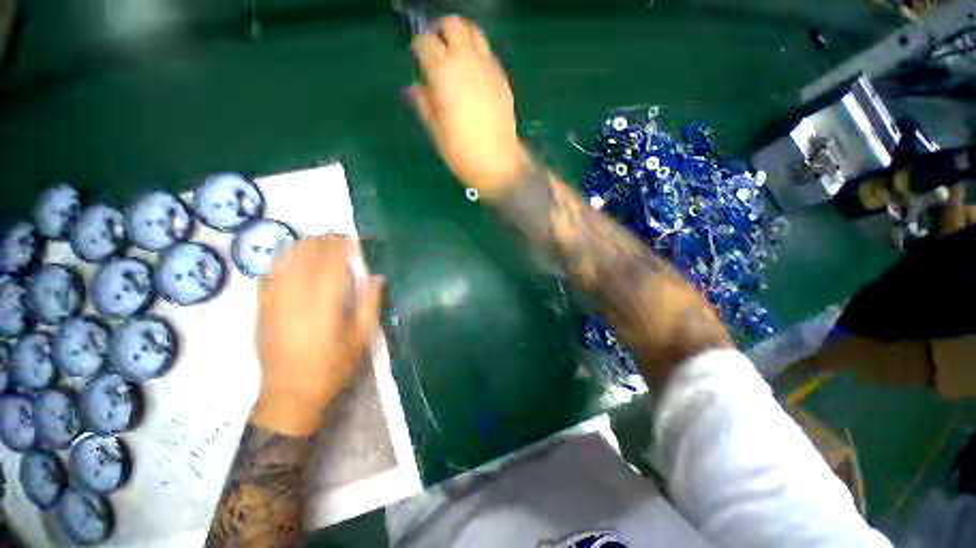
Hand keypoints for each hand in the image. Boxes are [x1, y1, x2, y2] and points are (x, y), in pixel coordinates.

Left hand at [251, 236, 382, 435]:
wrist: (290, 395)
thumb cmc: (333, 368)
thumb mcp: (361, 340)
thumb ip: (370, 305)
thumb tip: (376, 277)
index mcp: (326, 308)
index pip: (332, 265)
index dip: (341, 246)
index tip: (351, 238)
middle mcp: (297, 300)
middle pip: (307, 258)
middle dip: (322, 242)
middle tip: (337, 238)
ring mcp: (274, 304)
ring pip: (285, 262)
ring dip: (302, 247)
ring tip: (317, 243)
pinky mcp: (260, 310)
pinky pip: (267, 276)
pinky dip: (280, 261)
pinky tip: (291, 259)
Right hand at [408, 16, 526, 196]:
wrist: (498, 167)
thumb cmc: (462, 155)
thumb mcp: (436, 132)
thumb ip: (423, 104)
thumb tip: (414, 86)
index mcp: (444, 76)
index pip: (426, 42)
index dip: (419, 47)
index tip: (418, 59)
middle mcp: (467, 64)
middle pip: (454, 25)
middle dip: (441, 32)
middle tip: (437, 51)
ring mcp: (489, 70)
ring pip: (475, 33)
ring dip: (462, 39)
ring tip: (456, 60)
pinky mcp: (503, 80)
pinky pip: (489, 55)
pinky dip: (478, 56)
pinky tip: (474, 77)